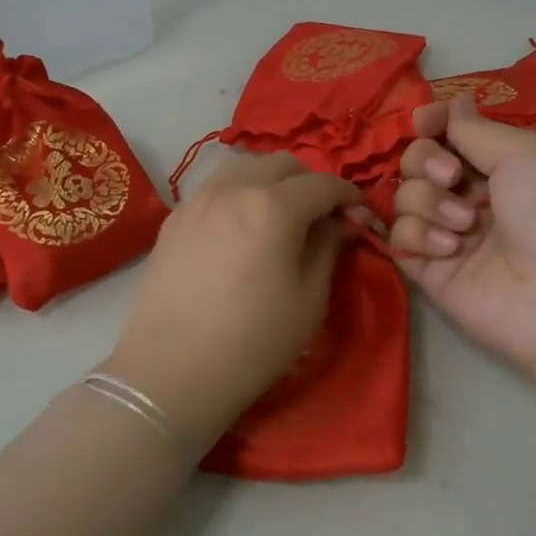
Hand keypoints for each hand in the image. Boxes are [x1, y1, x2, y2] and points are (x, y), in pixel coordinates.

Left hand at [108, 151, 359, 448]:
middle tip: (321, 218)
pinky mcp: (173, 219)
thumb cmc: (254, 341)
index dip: (350, 197)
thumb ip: (329, 248)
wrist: (173, 370)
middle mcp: (233, 189)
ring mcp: (197, 200)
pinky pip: (215, 189)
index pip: (324, 184)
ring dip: (271, 182)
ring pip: (244, 168)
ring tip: (280, 217)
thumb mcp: (310, 298)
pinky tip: (240, 229)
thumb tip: (341, 223)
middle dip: (310, 183)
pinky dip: (238, 194)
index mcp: (274, 206)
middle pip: (282, 164)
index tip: (361, 218)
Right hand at [389, 100, 535, 403]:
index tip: (425, 122)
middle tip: (452, 178)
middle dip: (426, 161)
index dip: (434, 124)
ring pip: (404, 197)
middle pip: (418, 161)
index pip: (451, 134)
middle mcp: (473, 197)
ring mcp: (449, 234)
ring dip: (428, 201)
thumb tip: (452, 103)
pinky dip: (418, 235)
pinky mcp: (430, 271)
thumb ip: (475, 130)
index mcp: (503, 166)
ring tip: (465, 224)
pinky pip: (399, 237)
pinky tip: (451, 250)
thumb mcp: (526, 154)